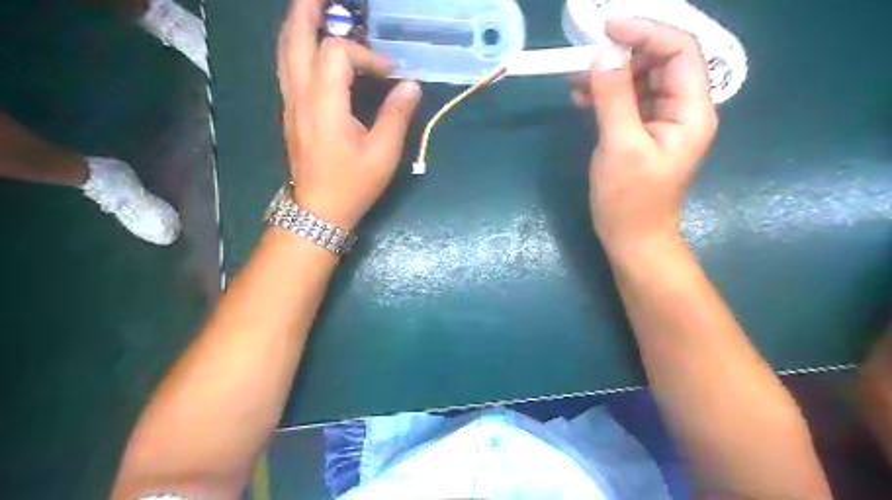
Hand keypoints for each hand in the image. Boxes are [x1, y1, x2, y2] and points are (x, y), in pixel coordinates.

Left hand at [279, 0, 420, 227]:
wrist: (319, 211)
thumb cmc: (352, 184)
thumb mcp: (383, 154)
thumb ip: (396, 115)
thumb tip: (410, 85)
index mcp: (324, 103)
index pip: (337, 53)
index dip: (366, 55)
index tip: (389, 75)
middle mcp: (301, 96)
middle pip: (295, 39)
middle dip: (307, 12)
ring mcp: (291, 104)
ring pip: (285, 53)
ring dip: (297, 26)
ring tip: (311, 10)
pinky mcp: (291, 114)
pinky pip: (287, 69)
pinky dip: (295, 48)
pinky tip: (309, 47)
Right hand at [579, 18, 714, 254]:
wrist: (632, 238)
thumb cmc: (630, 199)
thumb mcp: (620, 146)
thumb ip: (614, 98)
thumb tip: (603, 55)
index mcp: (691, 110)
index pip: (679, 51)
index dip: (646, 31)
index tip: (607, 28)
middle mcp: (682, 109)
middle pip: (660, 62)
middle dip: (623, 54)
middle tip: (585, 57)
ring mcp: (661, 121)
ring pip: (640, 80)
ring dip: (610, 75)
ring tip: (575, 80)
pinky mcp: (642, 132)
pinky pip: (627, 101)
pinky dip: (605, 95)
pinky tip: (581, 97)